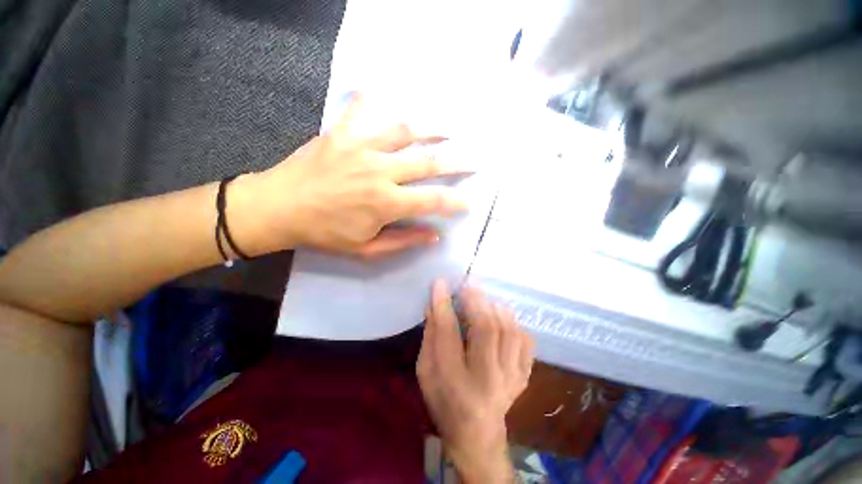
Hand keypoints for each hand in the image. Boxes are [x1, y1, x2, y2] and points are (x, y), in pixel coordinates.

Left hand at [231, 95, 468, 258]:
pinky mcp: (341, 134)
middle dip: (456, 163)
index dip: (454, 202)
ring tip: (448, 127)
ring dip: (431, 129)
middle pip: (428, 163)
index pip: (432, 200)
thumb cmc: (324, 233)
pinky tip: (380, 91)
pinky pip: (360, 110)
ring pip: (405, 132)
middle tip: (474, 160)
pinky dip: (371, 99)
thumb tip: (433, 235)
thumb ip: (403, 240)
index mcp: (387, 202)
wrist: (278, 208)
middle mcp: (381, 171)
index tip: (468, 201)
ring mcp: (361, 147)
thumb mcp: (367, 249)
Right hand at [417, 280, 534, 482]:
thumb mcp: (426, 371)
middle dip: (475, 300)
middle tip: (467, 285)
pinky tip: (500, 320)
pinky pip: (524, 340)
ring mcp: (511, 378)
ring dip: (494, 308)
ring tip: (483, 301)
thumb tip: (435, 302)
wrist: (476, 435)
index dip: (443, 304)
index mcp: (454, 382)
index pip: (447, 334)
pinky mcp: (524, 376)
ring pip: (508, 330)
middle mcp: (487, 380)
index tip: (440, 283)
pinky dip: (512, 323)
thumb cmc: (443, 401)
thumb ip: (430, 335)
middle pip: (486, 329)